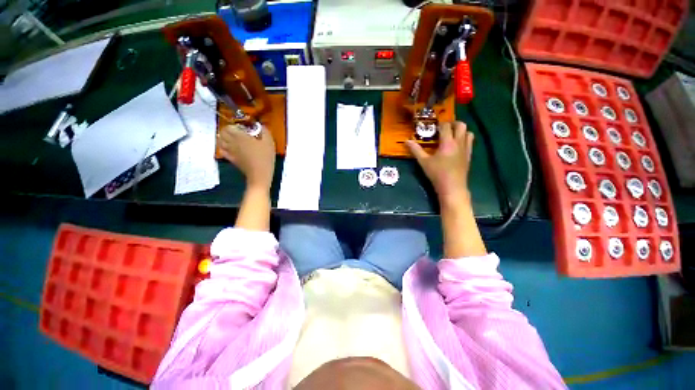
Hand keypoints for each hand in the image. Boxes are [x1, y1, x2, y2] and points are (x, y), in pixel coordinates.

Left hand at [219, 124, 275, 190]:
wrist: (260, 173)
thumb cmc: (265, 157)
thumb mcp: (269, 142)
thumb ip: (264, 131)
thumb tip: (261, 125)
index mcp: (240, 136)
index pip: (229, 126)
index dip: (234, 125)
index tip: (243, 128)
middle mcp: (232, 142)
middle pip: (222, 132)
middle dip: (227, 130)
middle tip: (236, 132)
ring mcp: (230, 151)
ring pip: (220, 141)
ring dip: (224, 138)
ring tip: (232, 139)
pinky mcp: (231, 159)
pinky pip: (222, 151)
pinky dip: (224, 147)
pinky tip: (230, 148)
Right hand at [405, 121, 473, 205]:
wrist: (452, 187)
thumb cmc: (437, 174)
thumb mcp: (423, 162)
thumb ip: (415, 150)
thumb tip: (406, 141)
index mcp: (447, 142)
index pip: (446, 126)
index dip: (440, 124)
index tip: (434, 126)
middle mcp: (459, 142)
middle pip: (461, 125)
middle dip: (453, 123)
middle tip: (444, 128)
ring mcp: (466, 149)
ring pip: (468, 132)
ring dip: (460, 130)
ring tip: (452, 135)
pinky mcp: (469, 155)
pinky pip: (470, 142)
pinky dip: (464, 139)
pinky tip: (457, 146)